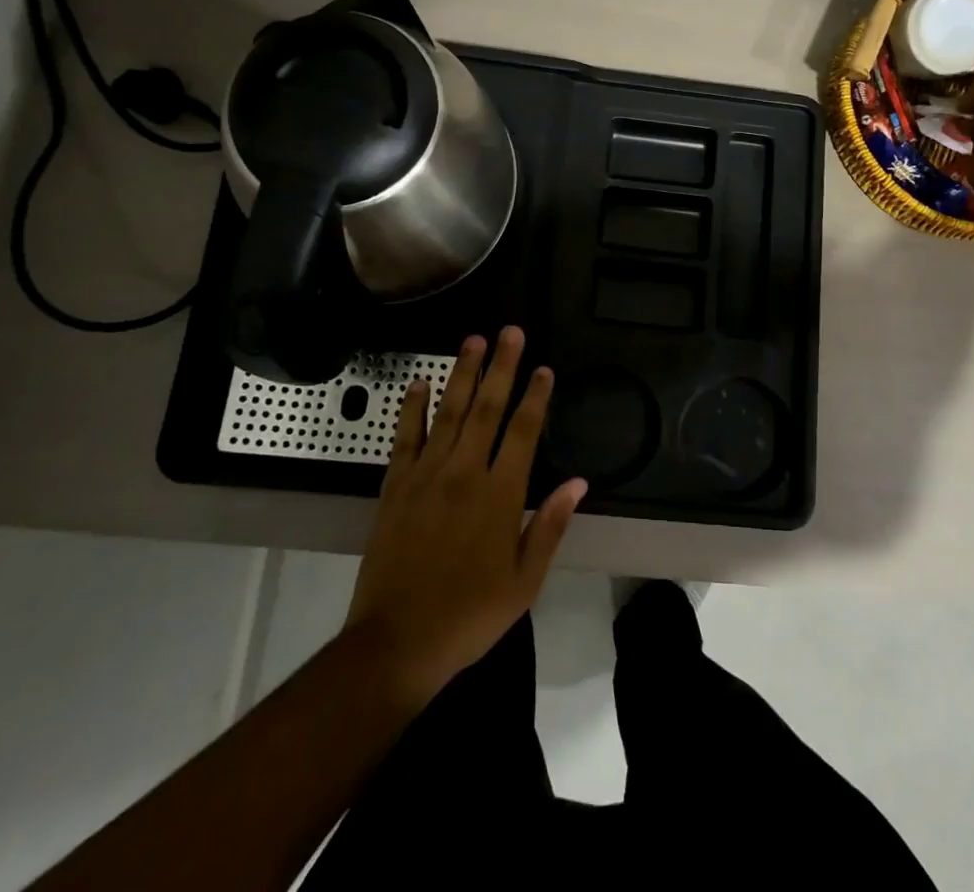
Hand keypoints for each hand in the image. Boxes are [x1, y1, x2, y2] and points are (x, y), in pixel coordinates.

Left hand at [342, 326, 585, 704]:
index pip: (523, 431)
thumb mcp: (524, 581)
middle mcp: (465, 473)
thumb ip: (549, 526)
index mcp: (500, 495)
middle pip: (487, 408)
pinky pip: (405, 438)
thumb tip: (578, 482)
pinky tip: (419, 383)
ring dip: (463, 374)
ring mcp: (427, 476)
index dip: (535, 396)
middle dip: (502, 367)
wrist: (397, 642)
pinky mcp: (395, 487)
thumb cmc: (470, 615)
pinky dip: (412, 408)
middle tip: (510, 331)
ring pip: (449, 412)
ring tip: (473, 341)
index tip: (543, 368)